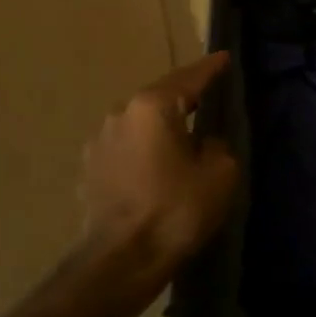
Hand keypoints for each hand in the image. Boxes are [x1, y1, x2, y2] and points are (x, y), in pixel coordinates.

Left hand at [79, 52, 239, 297]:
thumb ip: (217, 145)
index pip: (190, 77)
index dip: (211, 67)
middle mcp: (120, 114)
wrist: (122, 259)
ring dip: (161, 128)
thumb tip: (203, 143)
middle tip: (209, 98)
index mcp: (153, 106)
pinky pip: (126, 148)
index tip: (225, 57)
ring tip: (183, 138)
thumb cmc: (177, 209)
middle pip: (160, 98)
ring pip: (140, 124)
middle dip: (184, 98)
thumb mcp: (220, 173)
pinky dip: (144, 151)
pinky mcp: (90, 169)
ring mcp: (99, 141)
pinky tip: (157, 167)